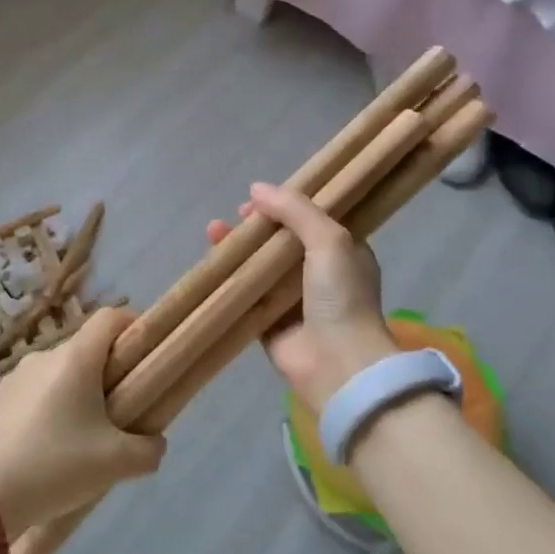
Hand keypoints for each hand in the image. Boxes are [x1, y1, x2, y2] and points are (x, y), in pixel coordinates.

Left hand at [0, 307, 165, 534]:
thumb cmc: (54, 467)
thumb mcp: (115, 464)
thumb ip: (148, 450)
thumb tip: (155, 442)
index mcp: (76, 358)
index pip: (110, 317)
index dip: (133, 326)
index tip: (146, 355)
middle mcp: (43, 357)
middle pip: (84, 350)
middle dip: (106, 373)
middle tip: (118, 413)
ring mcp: (12, 378)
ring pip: (55, 376)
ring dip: (72, 395)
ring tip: (78, 441)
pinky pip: (29, 398)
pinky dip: (43, 413)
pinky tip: (41, 453)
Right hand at [207, 182, 397, 409]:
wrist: (338, 364)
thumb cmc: (341, 296)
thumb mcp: (329, 239)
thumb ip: (295, 209)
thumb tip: (256, 188)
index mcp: (343, 253)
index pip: (310, 219)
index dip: (285, 206)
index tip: (259, 200)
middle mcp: (319, 275)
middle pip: (280, 241)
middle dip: (256, 226)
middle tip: (236, 217)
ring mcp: (293, 301)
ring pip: (259, 266)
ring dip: (238, 249)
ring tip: (213, 232)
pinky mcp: (269, 324)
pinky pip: (245, 296)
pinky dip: (229, 280)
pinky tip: (211, 265)